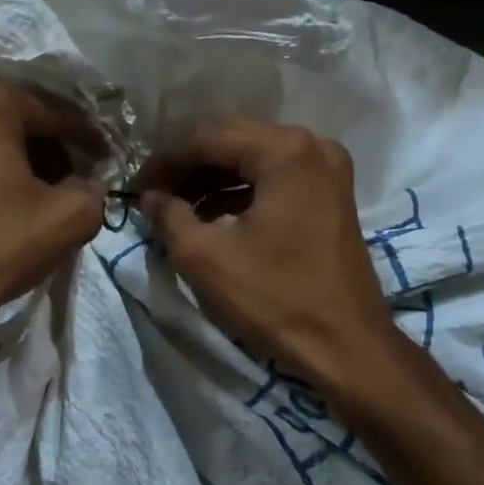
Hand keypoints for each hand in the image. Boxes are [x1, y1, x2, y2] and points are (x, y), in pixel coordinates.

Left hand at [0, 74, 105, 345]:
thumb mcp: (67, 219)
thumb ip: (92, 190)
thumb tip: (88, 184)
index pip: (52, 112)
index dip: (85, 135)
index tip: (105, 155)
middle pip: (12, 113)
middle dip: (45, 140)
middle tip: (69, 171)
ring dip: (11, 150)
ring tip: (35, 186)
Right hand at [138, 119, 393, 387]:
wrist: (346, 346)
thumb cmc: (274, 297)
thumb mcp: (205, 257)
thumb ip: (168, 215)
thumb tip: (150, 196)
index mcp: (284, 151)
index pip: (207, 138)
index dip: (165, 161)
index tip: (137, 188)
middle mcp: (311, 146)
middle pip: (232, 140)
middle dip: (188, 165)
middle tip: (154, 194)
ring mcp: (327, 169)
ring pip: (253, 158)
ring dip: (212, 179)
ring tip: (177, 208)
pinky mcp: (331, 195)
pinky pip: (274, 177)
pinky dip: (240, 192)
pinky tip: (211, 216)